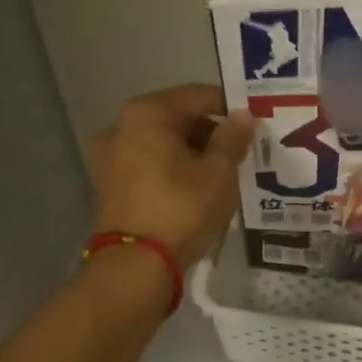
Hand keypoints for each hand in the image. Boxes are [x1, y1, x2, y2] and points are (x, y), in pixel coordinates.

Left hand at [89, 85, 254, 268]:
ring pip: (161, 144)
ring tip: (221, 173)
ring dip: (191, 153)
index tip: (253, 123)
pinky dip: (171, 170)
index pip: (198, 96)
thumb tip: (243, 115)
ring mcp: (109, 157)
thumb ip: (233, 138)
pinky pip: (148, 165)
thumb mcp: (219, 172)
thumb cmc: (182, 208)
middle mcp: (120, 127)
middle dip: (209, 132)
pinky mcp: (108, 185)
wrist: (136, 265)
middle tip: (240, 152)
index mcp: (147, 113)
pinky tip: (195, 189)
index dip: (229, 107)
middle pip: (176, 118)